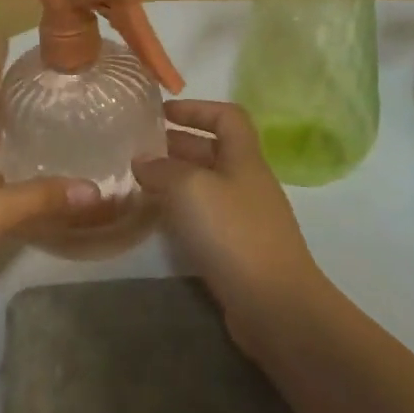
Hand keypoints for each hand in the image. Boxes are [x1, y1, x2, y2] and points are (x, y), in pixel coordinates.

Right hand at [132, 100, 331, 355]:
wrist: (274, 303)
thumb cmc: (233, 233)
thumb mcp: (191, 189)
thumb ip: (163, 169)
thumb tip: (143, 161)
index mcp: (244, 158)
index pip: (227, 116)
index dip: (197, 108)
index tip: (162, 112)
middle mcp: (248, 182)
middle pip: (215, 150)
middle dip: (178, 144)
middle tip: (139, 148)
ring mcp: (246, 217)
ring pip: (208, 185)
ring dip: (177, 178)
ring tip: (140, 181)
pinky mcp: (239, 248)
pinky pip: (207, 216)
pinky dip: (183, 210)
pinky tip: (159, 219)